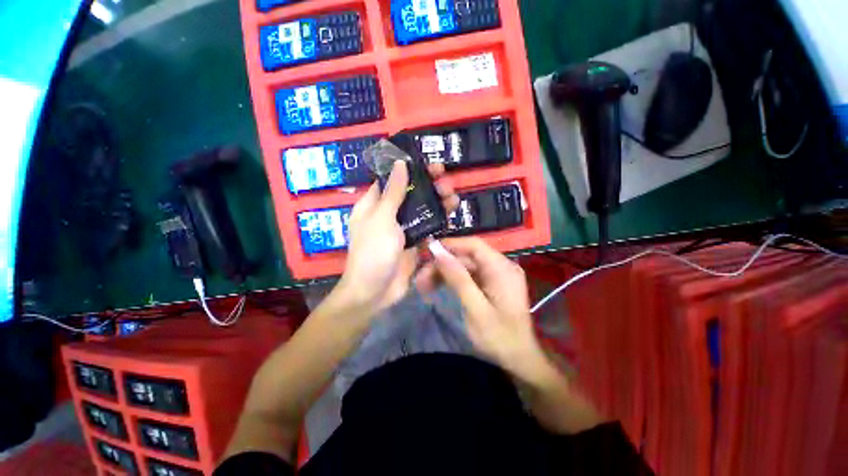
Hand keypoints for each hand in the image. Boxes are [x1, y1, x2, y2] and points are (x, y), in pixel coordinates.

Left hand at [337, 161, 458, 311]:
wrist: (375, 291)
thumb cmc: (373, 251)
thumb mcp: (382, 218)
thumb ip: (393, 192)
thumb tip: (399, 164)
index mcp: (374, 205)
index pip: (393, 180)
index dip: (410, 170)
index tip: (429, 165)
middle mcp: (389, 214)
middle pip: (411, 194)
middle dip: (429, 187)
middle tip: (446, 183)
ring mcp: (402, 229)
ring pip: (422, 210)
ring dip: (438, 203)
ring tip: (453, 199)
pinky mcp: (414, 243)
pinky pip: (428, 228)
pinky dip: (439, 222)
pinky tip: (451, 216)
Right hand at [415, 237, 548, 381]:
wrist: (519, 359)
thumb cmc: (499, 337)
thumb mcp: (475, 308)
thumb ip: (457, 278)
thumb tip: (438, 251)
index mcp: (502, 268)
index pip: (474, 245)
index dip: (450, 244)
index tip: (427, 251)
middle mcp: (501, 266)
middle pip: (467, 255)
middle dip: (443, 264)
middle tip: (420, 278)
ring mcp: (497, 275)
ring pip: (466, 265)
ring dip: (445, 272)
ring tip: (424, 284)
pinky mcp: (492, 284)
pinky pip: (470, 275)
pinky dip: (454, 279)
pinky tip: (438, 285)